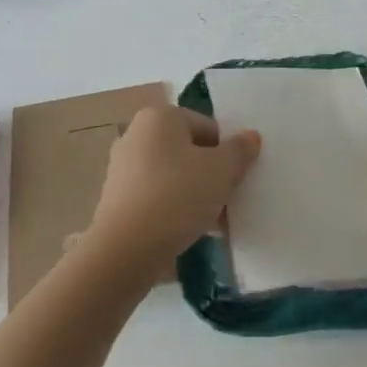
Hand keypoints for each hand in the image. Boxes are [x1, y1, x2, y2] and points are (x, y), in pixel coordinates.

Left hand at [83, 106, 261, 281]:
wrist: (126, 249)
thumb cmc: (177, 197)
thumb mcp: (221, 171)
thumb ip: (239, 151)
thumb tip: (250, 137)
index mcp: (159, 117)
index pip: (208, 127)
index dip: (227, 154)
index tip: (234, 181)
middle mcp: (136, 134)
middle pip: (189, 150)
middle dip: (211, 174)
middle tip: (225, 202)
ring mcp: (122, 167)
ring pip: (173, 175)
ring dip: (194, 194)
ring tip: (210, 222)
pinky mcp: (116, 198)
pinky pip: (156, 195)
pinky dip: (173, 208)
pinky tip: (187, 231)